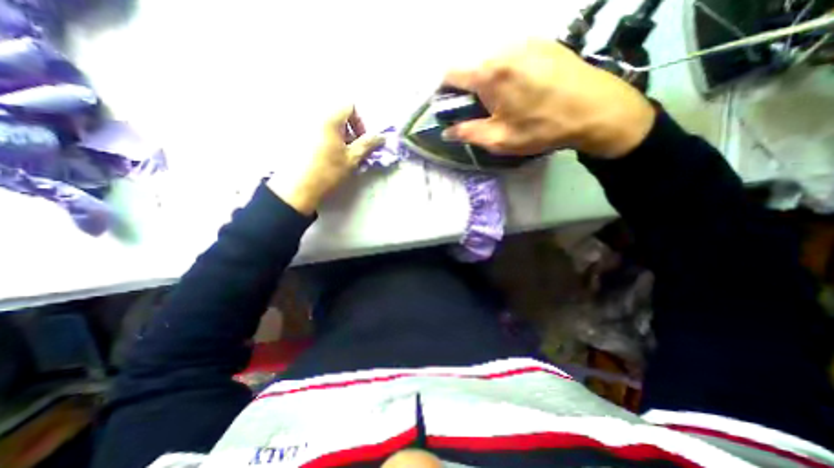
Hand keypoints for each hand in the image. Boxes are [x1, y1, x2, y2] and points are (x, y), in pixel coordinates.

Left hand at [267, 107, 382, 213]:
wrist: (298, 188)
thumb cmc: (328, 172)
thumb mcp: (352, 159)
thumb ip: (368, 144)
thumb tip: (382, 136)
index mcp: (329, 118)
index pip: (350, 105)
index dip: (360, 122)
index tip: (360, 140)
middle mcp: (314, 115)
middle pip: (338, 114)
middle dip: (350, 131)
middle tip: (352, 150)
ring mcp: (303, 125)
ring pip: (328, 124)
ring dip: (339, 136)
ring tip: (339, 155)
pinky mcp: (296, 135)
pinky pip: (317, 130)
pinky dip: (327, 139)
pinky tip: (325, 156)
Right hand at [443, 38, 657, 159]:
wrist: (596, 109)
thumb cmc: (542, 128)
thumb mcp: (500, 139)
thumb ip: (467, 133)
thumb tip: (446, 132)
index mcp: (489, 73)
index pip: (450, 73)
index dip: (445, 92)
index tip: (452, 108)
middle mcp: (503, 47)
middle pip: (469, 65)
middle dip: (466, 88)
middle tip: (479, 110)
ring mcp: (524, 40)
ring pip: (488, 58)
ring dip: (485, 79)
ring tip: (501, 100)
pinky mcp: (540, 40)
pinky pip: (509, 53)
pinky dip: (503, 70)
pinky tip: (519, 87)